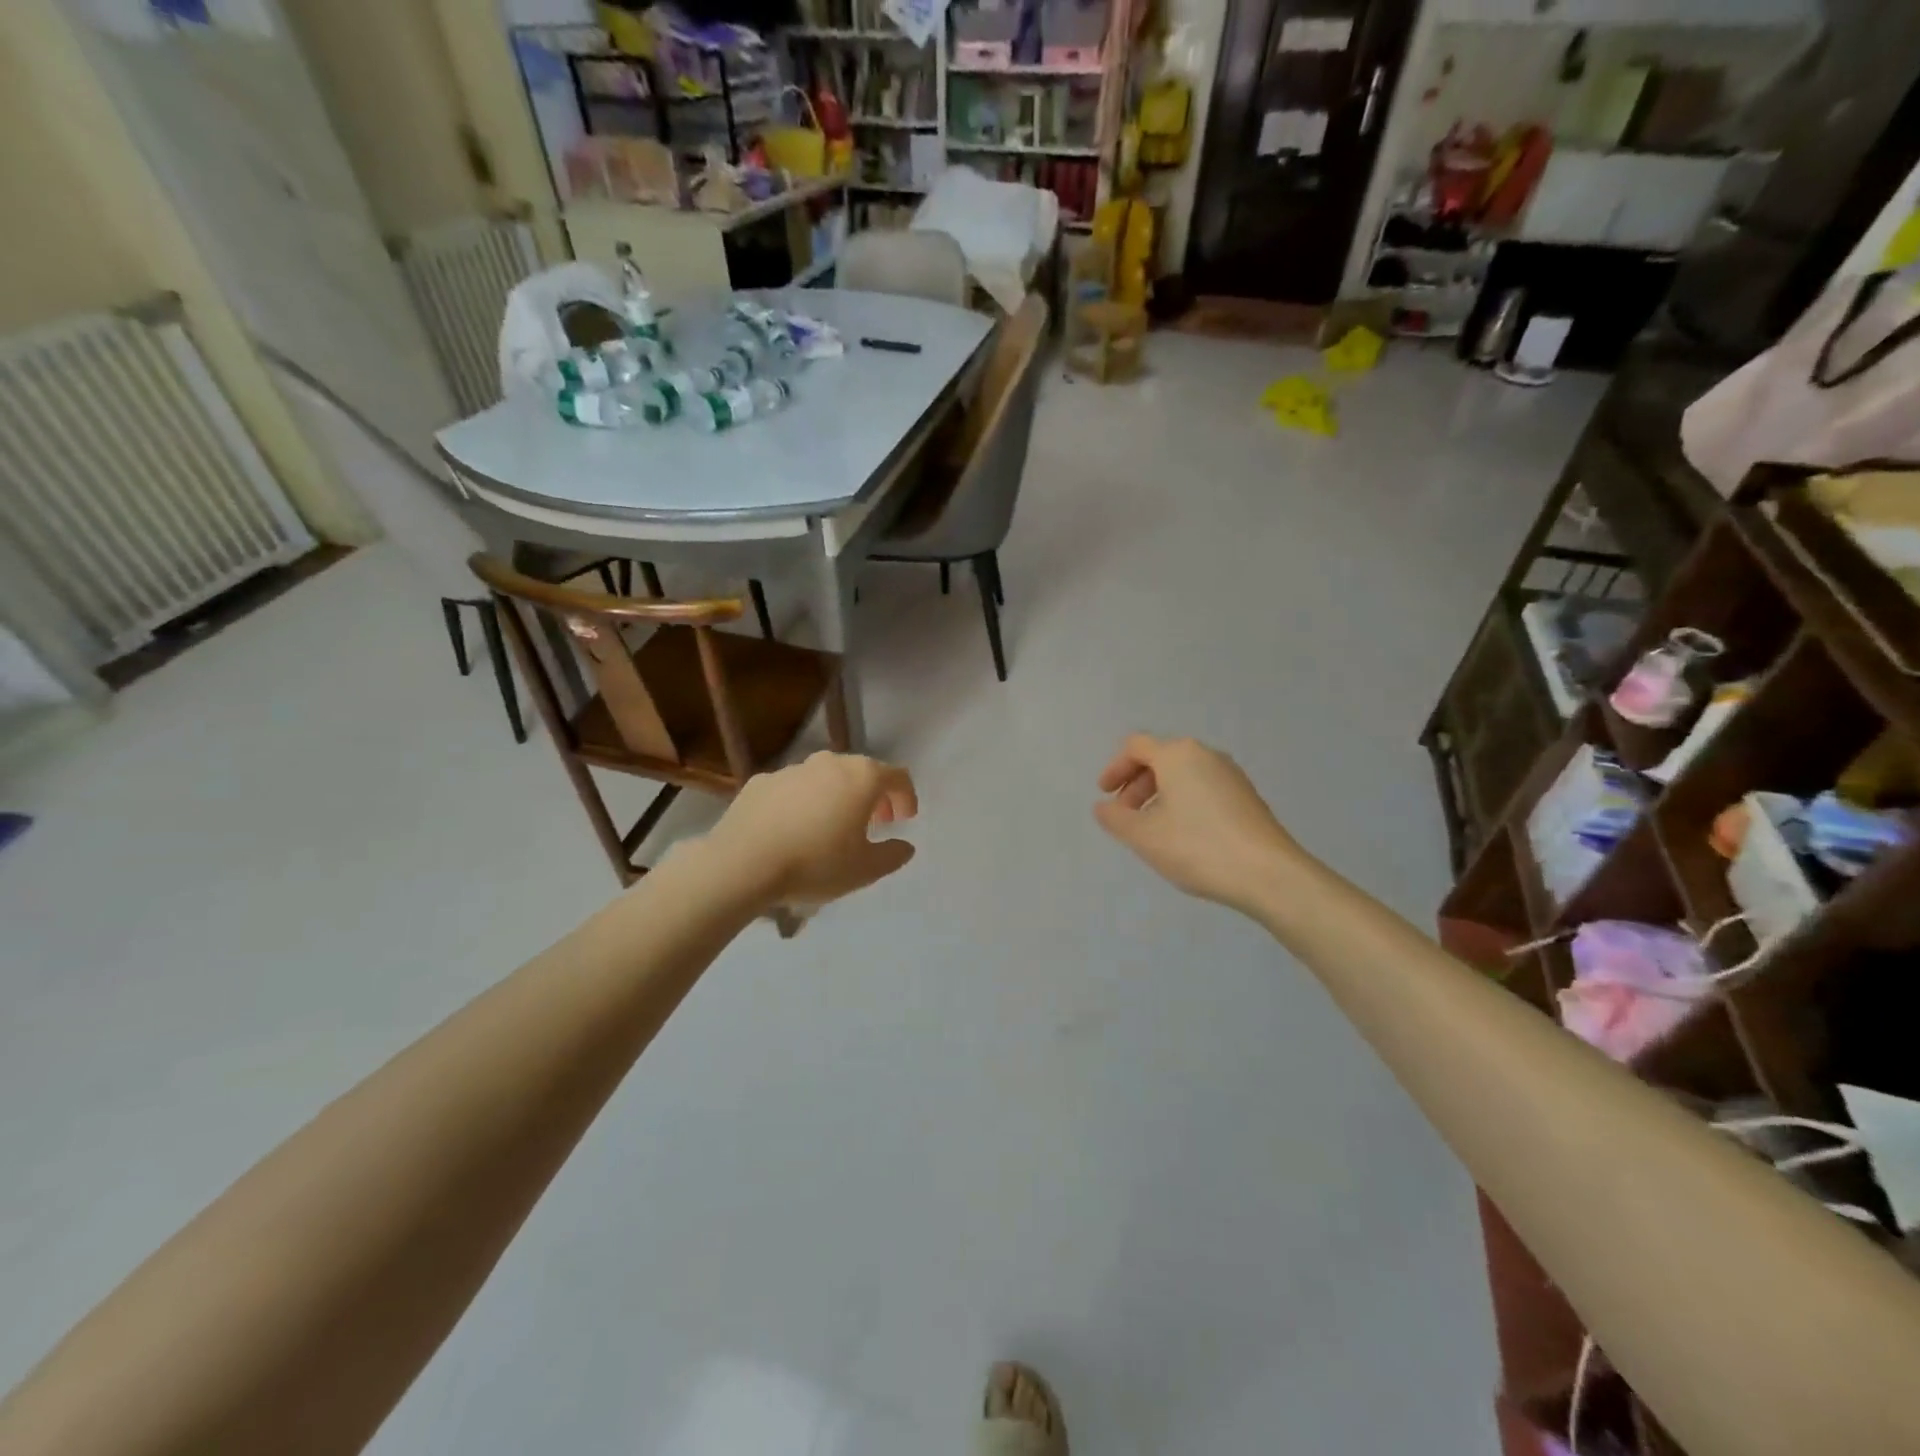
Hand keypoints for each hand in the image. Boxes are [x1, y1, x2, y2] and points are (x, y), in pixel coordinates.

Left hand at [702, 752, 918, 911]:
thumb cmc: (815, 863)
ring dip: (838, 796)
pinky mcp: (762, 781)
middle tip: (874, 823)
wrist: (742, 863)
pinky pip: (794, 788)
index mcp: (862, 777)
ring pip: (826, 777)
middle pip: (862, 772)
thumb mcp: (865, 870)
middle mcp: (830, 763)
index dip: (906, 797)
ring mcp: (793, 769)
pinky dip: (804, 802)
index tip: (904, 820)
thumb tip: (905, 846)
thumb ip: (892, 855)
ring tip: (832, 827)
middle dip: (873, 796)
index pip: (897, 776)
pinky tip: (794, 829)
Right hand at [1095, 734, 1301, 911]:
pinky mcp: (1247, 797)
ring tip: (1152, 828)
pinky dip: (1183, 802)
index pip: (1136, 747)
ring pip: (1184, 774)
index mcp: (1178, 755)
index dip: (1115, 768)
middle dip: (1136, 784)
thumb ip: (1115, 818)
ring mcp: (1231, 775)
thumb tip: (1103, 807)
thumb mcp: (1144, 836)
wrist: (1269, 874)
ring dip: (1159, 794)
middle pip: (1161, 758)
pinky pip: (1204, 788)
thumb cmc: (1198, 847)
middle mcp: (1206, 755)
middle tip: (1125, 814)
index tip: (1105, 795)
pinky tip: (1183, 835)